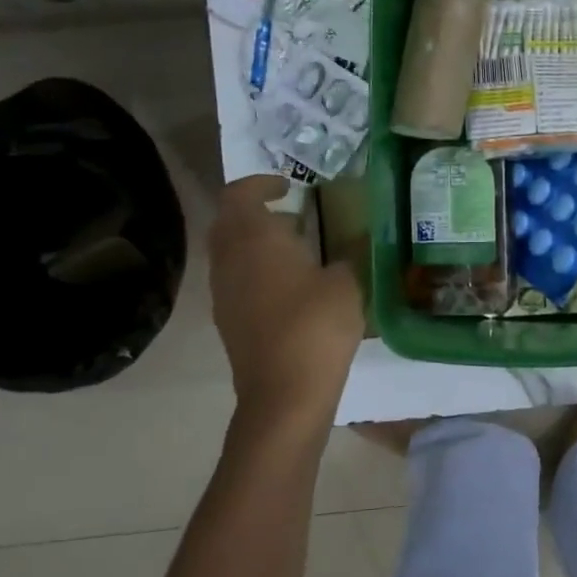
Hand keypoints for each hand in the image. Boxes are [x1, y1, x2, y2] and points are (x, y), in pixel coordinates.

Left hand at [207, 175, 364, 426]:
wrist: (285, 393)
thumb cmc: (317, 326)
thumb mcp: (348, 282)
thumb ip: (348, 254)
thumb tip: (352, 241)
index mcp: (255, 238)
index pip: (240, 193)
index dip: (261, 183)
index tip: (289, 187)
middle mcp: (230, 259)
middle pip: (229, 221)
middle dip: (256, 212)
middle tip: (293, 216)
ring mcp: (224, 292)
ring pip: (231, 252)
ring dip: (257, 243)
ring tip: (298, 252)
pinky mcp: (228, 320)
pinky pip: (236, 279)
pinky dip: (256, 271)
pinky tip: (291, 288)